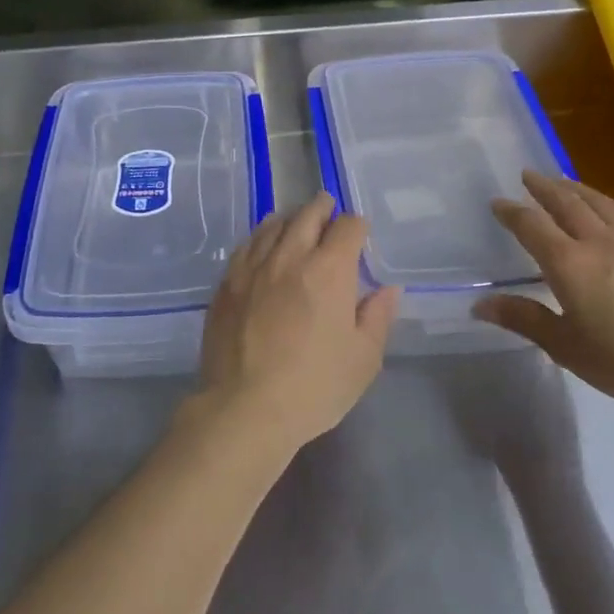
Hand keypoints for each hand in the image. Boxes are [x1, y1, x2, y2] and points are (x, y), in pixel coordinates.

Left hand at [196, 193, 400, 454]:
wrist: (245, 407)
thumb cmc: (314, 386)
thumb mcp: (363, 359)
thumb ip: (377, 317)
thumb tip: (387, 289)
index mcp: (329, 270)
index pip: (347, 227)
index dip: (357, 226)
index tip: (359, 233)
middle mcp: (290, 257)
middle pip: (307, 215)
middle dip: (322, 208)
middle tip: (327, 206)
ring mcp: (253, 268)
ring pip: (272, 226)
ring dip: (289, 218)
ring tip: (295, 220)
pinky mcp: (227, 283)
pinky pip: (246, 246)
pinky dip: (259, 237)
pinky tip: (261, 244)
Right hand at [471, 171, 613, 417]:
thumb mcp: (565, 347)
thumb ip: (523, 319)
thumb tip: (479, 304)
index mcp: (569, 264)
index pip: (531, 226)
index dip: (511, 212)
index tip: (497, 202)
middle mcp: (601, 244)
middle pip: (567, 204)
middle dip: (544, 187)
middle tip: (528, 175)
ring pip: (604, 205)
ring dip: (580, 190)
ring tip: (565, 183)